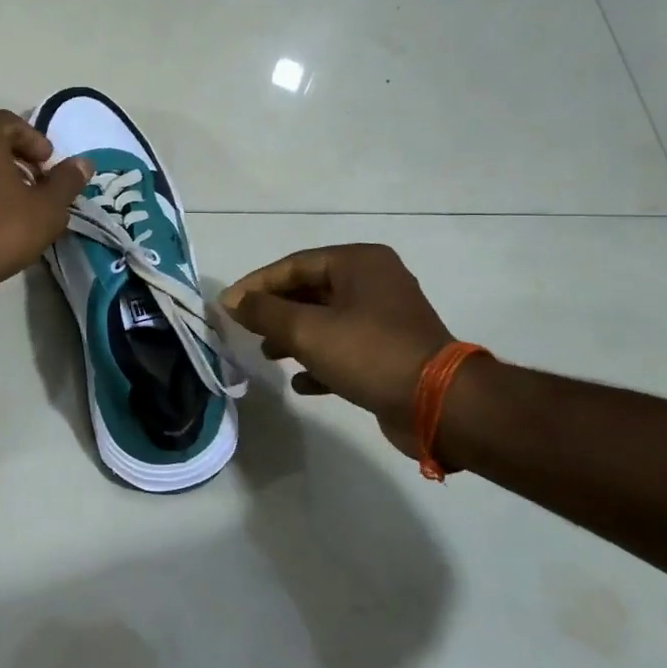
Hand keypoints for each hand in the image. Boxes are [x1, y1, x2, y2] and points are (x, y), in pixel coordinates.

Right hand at [222, 244, 455, 455]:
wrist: (439, 404)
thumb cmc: (369, 353)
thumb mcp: (307, 330)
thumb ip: (264, 311)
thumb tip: (231, 300)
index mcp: (358, 263)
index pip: (294, 265)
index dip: (257, 284)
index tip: (227, 306)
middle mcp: (374, 282)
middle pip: (310, 291)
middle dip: (275, 312)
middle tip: (246, 330)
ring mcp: (385, 318)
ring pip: (326, 321)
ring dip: (294, 337)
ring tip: (268, 355)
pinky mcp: (390, 352)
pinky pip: (345, 349)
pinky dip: (320, 362)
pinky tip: (300, 383)